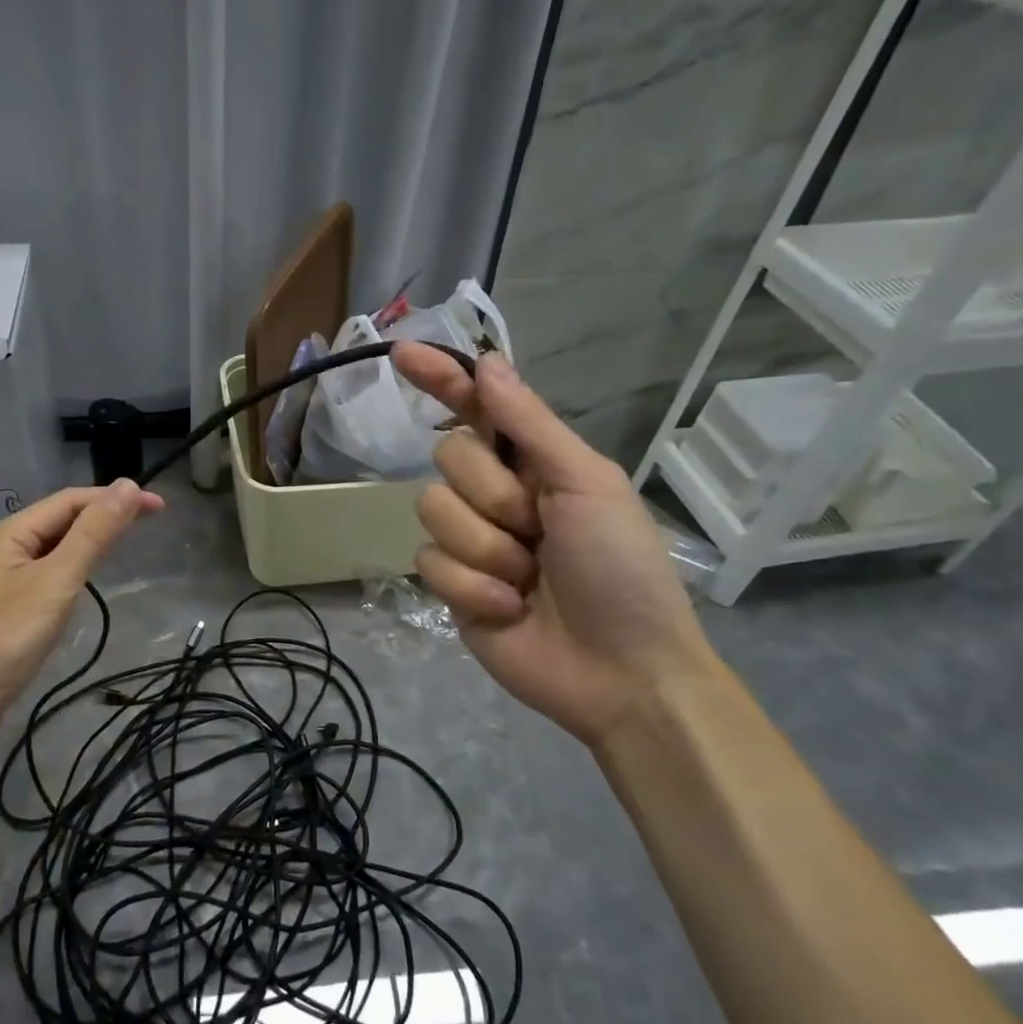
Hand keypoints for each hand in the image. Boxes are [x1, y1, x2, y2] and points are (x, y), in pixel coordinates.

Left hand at [0, 481, 161, 766]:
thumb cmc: (1, 642)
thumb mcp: (54, 583)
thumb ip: (92, 535)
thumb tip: (127, 486)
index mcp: (8, 533)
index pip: (71, 500)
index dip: (115, 498)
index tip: (159, 508)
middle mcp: (0, 549)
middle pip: (60, 520)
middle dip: (104, 516)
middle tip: (151, 522)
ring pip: (52, 549)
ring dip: (89, 541)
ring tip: (126, 545)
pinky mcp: (0, 610)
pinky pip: (44, 576)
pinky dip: (72, 570)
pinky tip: (85, 583)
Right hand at [392, 344, 715, 748]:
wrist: (621, 670)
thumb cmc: (621, 568)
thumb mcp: (587, 484)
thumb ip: (531, 424)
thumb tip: (487, 363)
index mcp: (533, 462)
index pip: (475, 407)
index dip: (440, 378)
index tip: (400, 353)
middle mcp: (495, 494)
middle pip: (448, 457)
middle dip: (493, 495)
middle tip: (538, 530)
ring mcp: (469, 540)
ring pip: (432, 510)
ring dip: (487, 548)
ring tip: (528, 580)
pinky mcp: (449, 586)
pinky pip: (430, 563)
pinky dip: (474, 587)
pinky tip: (510, 609)